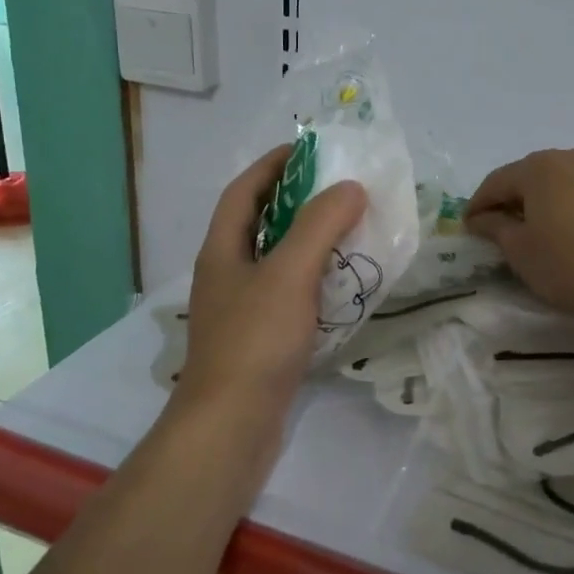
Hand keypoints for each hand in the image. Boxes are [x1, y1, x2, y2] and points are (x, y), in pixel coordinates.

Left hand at [174, 146, 367, 433]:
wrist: (231, 426)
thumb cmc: (255, 340)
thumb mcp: (290, 273)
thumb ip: (320, 225)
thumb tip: (350, 186)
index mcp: (222, 250)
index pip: (244, 191)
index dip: (273, 164)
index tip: (309, 148)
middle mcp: (226, 274)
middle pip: (259, 223)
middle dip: (295, 200)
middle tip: (339, 188)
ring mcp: (240, 310)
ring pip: (276, 260)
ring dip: (308, 240)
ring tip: (348, 230)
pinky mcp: (258, 340)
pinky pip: (288, 294)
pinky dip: (313, 279)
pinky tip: (341, 285)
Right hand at [464, 147, 573, 332]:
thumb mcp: (523, 254)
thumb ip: (496, 229)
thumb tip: (481, 217)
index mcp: (541, 168)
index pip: (498, 181)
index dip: (480, 204)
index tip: (471, 225)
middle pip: (539, 175)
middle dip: (522, 198)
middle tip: (514, 227)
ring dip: (564, 198)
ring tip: (564, 227)